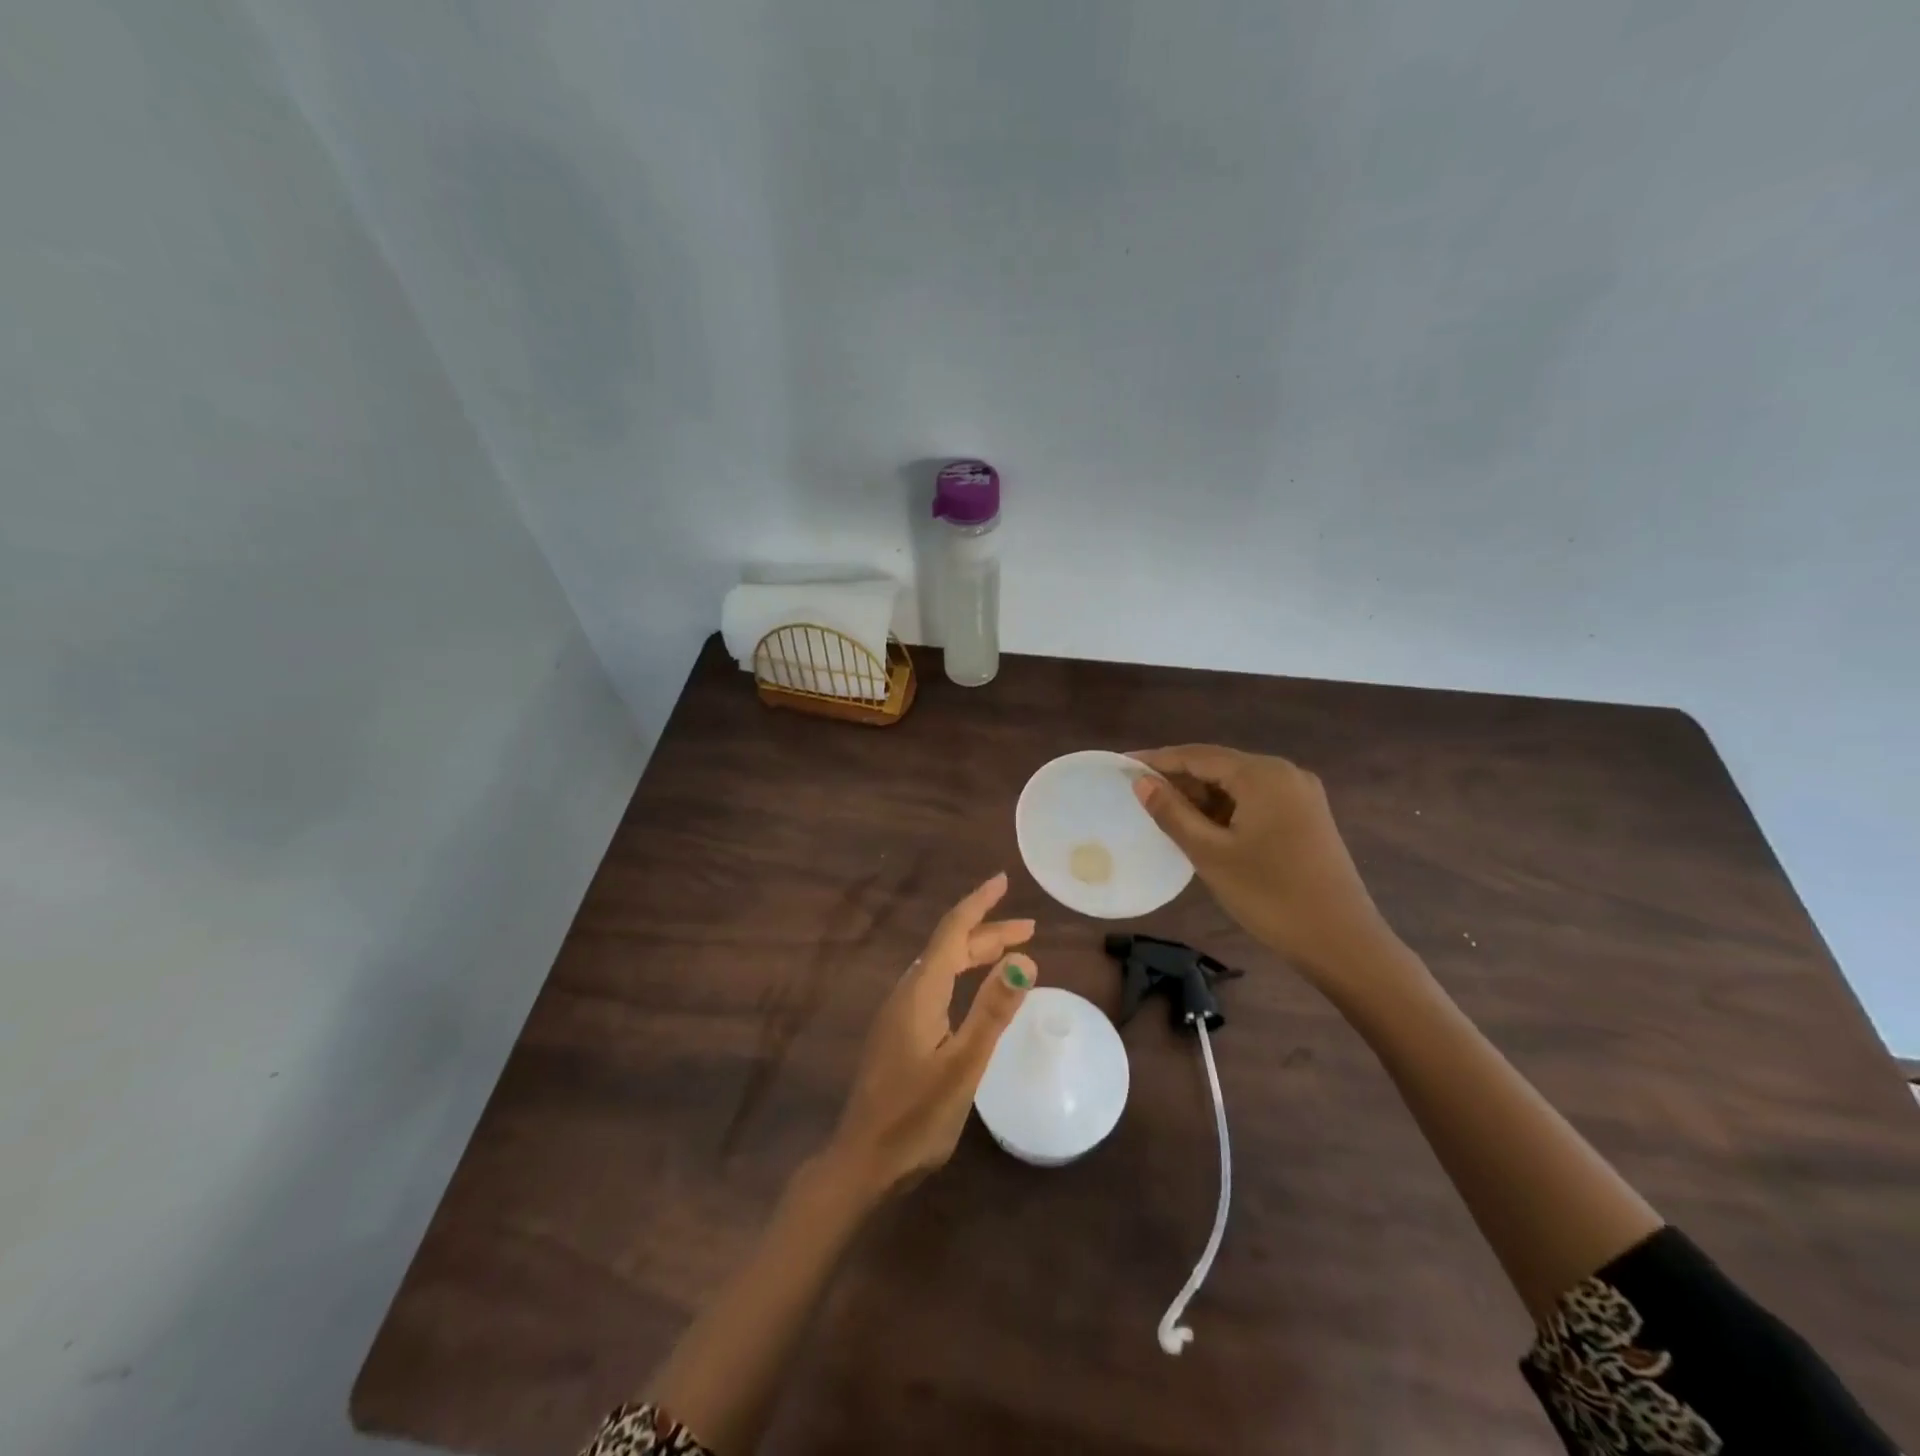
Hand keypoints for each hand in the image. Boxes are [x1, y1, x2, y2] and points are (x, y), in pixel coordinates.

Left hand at [829, 873, 1035, 1195]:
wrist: (862, 1162)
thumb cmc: (915, 1116)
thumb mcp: (963, 1065)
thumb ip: (992, 1012)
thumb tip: (1025, 961)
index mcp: (920, 992)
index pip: (952, 932)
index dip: (978, 904)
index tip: (1002, 880)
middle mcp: (907, 994)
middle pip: (949, 947)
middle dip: (988, 932)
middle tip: (1029, 929)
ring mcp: (900, 1014)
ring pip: (942, 967)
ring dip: (976, 953)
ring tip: (1011, 953)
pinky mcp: (900, 1034)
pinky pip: (937, 986)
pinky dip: (964, 975)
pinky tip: (976, 991)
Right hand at [1130, 745, 1394, 984]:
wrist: (1342, 942)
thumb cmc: (1270, 896)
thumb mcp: (1210, 854)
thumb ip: (1172, 813)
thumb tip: (1142, 784)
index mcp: (1263, 775)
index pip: (1198, 756)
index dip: (1158, 760)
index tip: (1123, 764)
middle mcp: (1285, 773)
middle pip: (1220, 766)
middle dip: (1179, 778)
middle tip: (1139, 794)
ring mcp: (1301, 795)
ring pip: (1238, 785)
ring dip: (1202, 796)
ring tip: (1165, 813)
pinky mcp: (1307, 818)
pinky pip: (1256, 801)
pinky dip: (1226, 809)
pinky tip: (1204, 828)